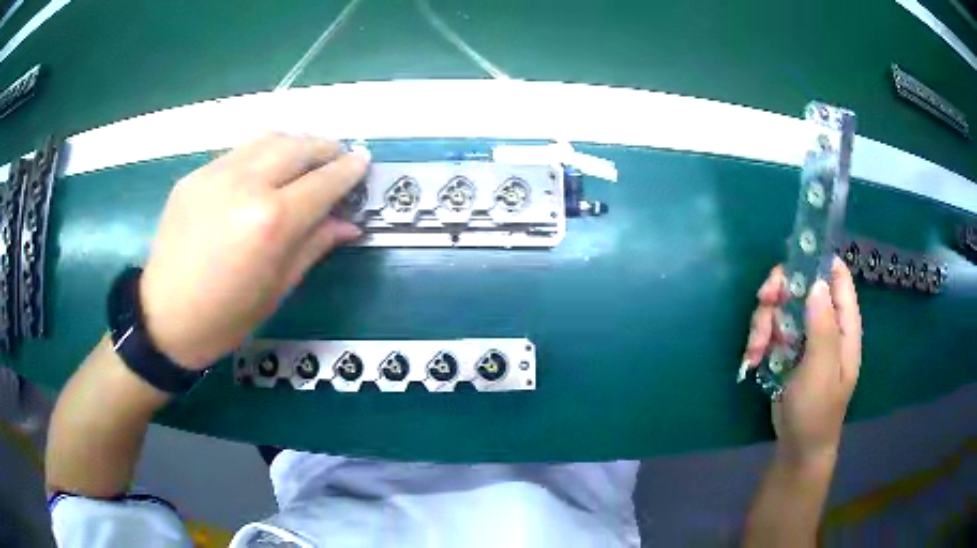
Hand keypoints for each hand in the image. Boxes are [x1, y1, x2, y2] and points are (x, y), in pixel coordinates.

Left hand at [139, 134, 369, 369]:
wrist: (163, 318)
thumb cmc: (226, 318)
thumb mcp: (277, 289)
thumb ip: (315, 245)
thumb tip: (349, 223)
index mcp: (271, 222)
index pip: (323, 182)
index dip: (348, 170)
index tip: (364, 161)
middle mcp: (245, 185)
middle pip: (298, 147)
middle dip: (326, 148)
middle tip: (338, 157)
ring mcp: (215, 175)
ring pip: (268, 138)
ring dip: (295, 143)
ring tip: (305, 159)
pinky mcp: (195, 175)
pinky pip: (239, 151)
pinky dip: (262, 153)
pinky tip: (264, 171)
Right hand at [742, 257, 861, 464]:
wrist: (798, 445)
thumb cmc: (816, 410)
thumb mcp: (822, 371)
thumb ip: (823, 328)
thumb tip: (817, 283)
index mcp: (843, 325)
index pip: (837, 276)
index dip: (817, 260)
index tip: (791, 259)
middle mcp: (825, 323)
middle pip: (802, 285)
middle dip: (779, 292)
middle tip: (762, 302)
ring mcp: (804, 336)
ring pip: (781, 307)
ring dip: (763, 322)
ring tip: (755, 349)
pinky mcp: (786, 349)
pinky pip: (770, 329)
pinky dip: (758, 339)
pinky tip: (752, 358)